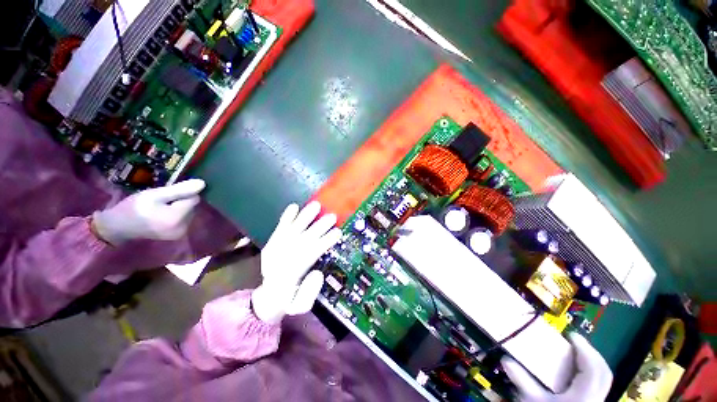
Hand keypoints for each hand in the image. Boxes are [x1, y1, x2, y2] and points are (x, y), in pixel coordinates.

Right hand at [92, 179, 205, 244]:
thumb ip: (180, 189)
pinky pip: (183, 219)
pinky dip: (176, 215)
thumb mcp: (156, 195)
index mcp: (178, 217)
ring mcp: (181, 233)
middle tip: (160, 202)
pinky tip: (161, 215)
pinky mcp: (177, 235)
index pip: (194, 198)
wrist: (117, 228)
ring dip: (178, 208)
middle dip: (180, 201)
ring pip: (189, 212)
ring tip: (159, 209)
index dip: (182, 193)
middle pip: (192, 206)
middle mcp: (184, 227)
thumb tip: (203, 184)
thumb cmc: (134, 208)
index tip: (166, 195)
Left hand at [251, 201, 341, 323]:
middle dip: (318, 227)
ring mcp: (275, 250)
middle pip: (302, 239)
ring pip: (291, 230)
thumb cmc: (288, 300)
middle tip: (332, 217)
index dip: (325, 242)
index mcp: (290, 275)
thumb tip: (318, 272)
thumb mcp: (300, 306)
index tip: (338, 233)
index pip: (310, 254)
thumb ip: (309, 293)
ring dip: (304, 217)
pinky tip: (294, 206)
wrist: (267, 297)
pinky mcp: (271, 244)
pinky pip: (278, 229)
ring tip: (316, 205)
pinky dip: (286, 217)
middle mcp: (281, 259)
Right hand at [501, 333, 612, 401]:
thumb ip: (522, 380)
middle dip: (592, 354)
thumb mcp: (533, 401)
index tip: (570, 335)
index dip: (585, 349)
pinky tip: (578, 373)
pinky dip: (591, 373)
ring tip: (577, 354)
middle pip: (603, 372)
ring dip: (593, 363)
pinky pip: (598, 385)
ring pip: (603, 379)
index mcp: (586, 395)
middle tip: (574, 342)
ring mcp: (596, 401)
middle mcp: (596, 397)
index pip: (593, 367)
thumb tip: (505, 359)